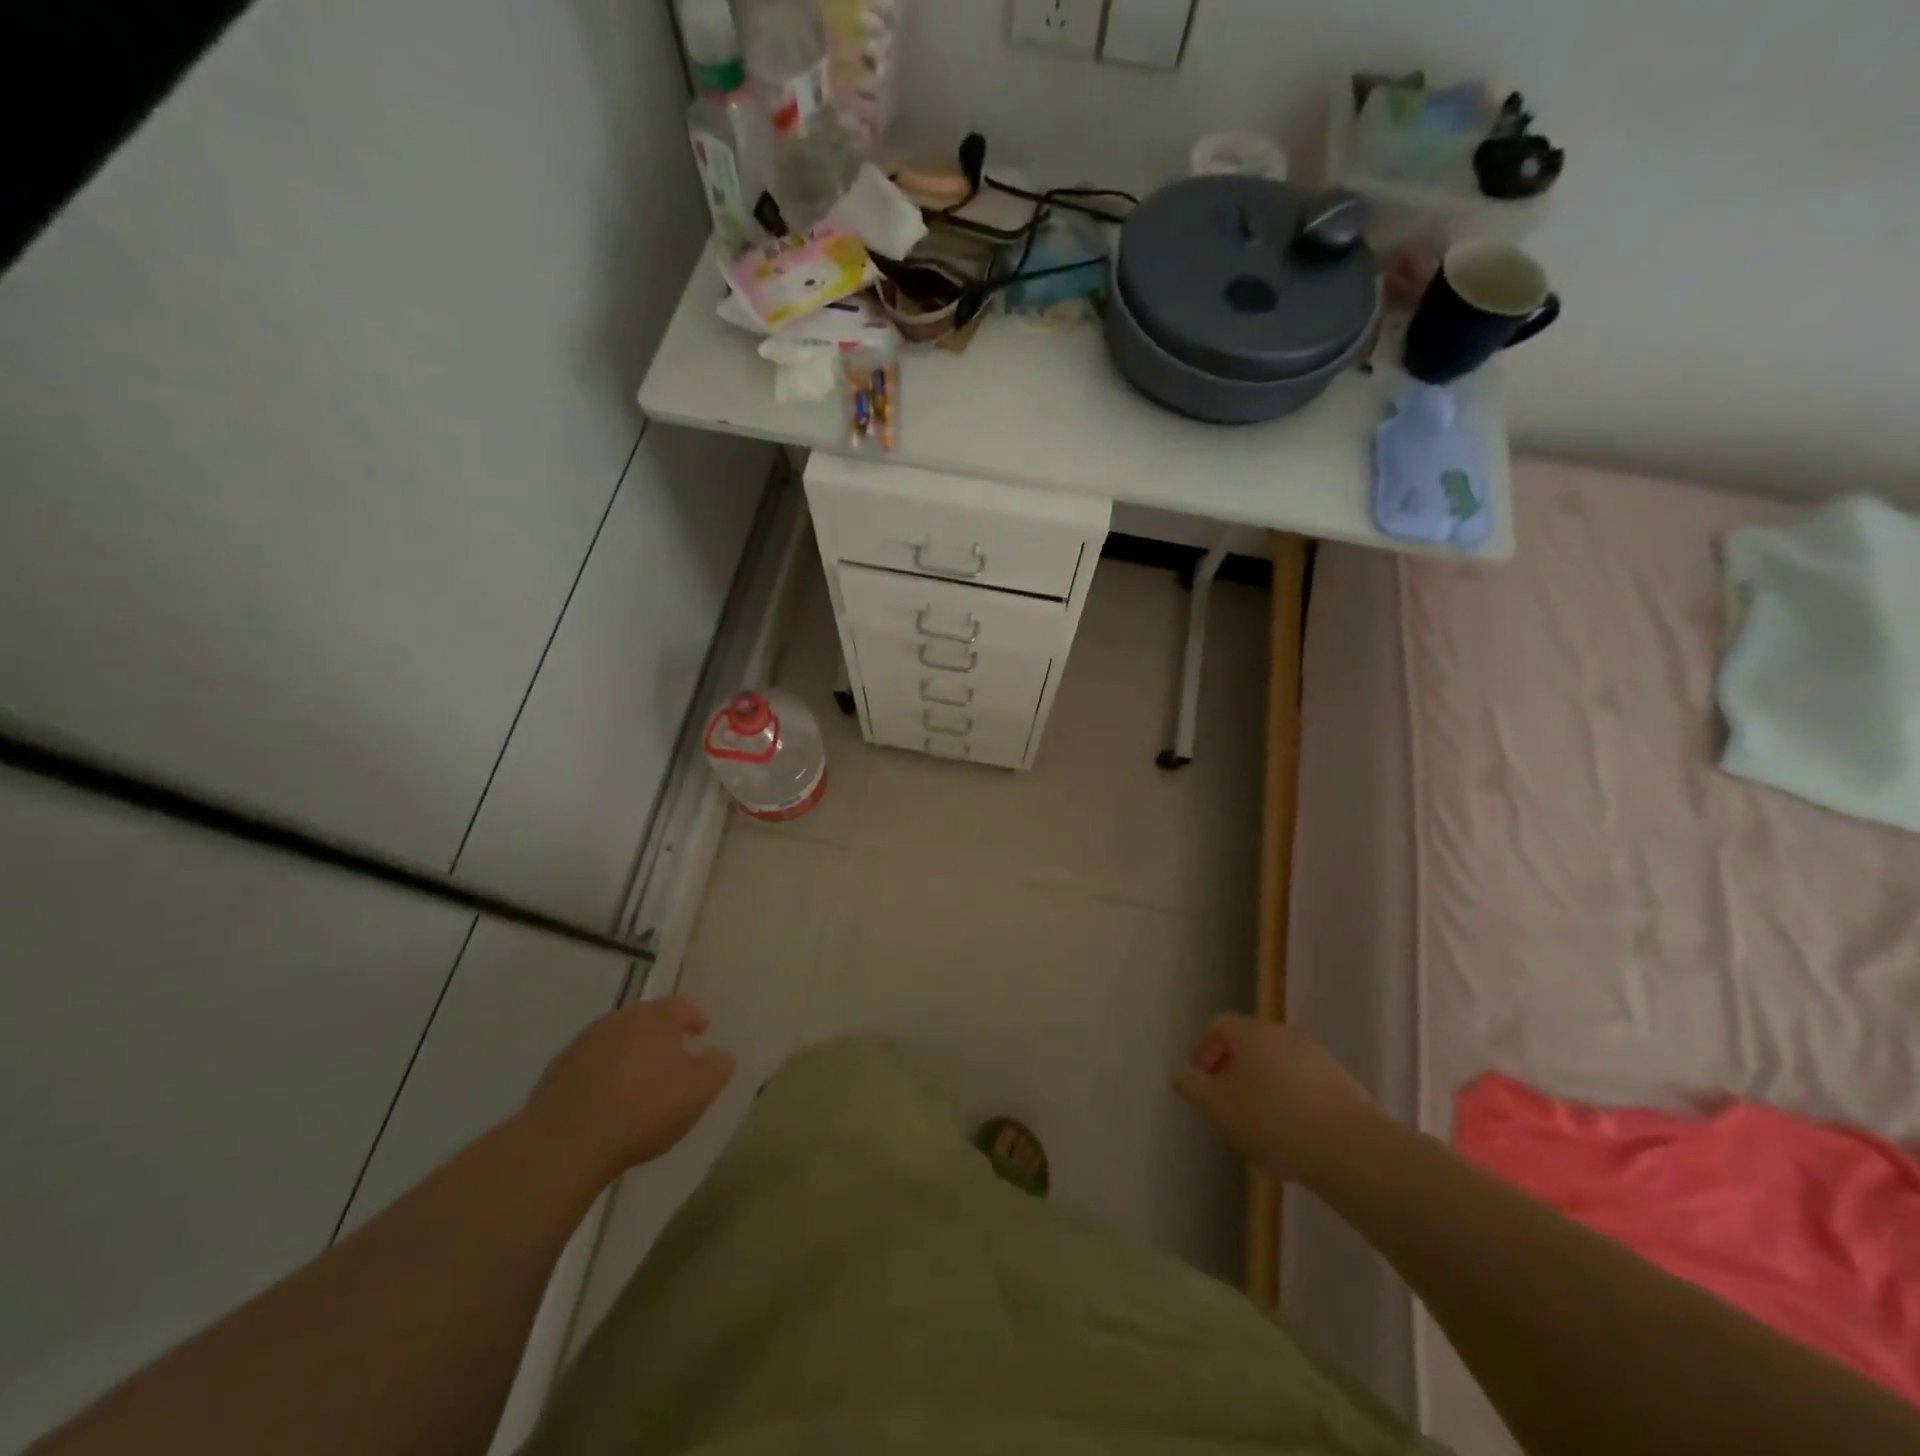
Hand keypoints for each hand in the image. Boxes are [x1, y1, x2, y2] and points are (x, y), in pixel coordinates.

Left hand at [524, 996, 734, 1180]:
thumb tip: (720, 1055)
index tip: (702, 1030)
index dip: (694, 1017)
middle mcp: (619, 1020)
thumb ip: (717, 1066)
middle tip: (672, 1057)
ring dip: (629, 1056)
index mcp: (655, 1017)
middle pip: (646, 1020)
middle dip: (660, 1036)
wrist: (564, 1144)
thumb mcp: (699, 1090)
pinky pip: (590, 1068)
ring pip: (616, 1042)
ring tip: (639, 1083)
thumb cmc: (643, 1108)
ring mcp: (583, 1045)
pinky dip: (603, 1077)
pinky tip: (607, 1103)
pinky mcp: (556, 1074)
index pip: (681, 1005)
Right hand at [1175, 1015, 1384, 1181]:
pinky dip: (1291, 1101)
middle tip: (1226, 1105)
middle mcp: (1283, 1033)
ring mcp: (1317, 1056)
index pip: (1218, 1025)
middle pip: (1249, 1044)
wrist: (1352, 1149)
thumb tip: (1183, 1075)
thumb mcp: (1218, 1108)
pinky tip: (1293, 1136)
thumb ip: (1193, 1088)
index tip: (1199, 1082)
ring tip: (1259, 1127)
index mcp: (1251, 1032)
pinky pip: (1304, 1084)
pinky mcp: (1343, 1083)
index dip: (1203, 1050)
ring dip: (1263, 1087)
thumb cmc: (1273, 1121)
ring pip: (1278, 1065)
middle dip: (1233, 1071)